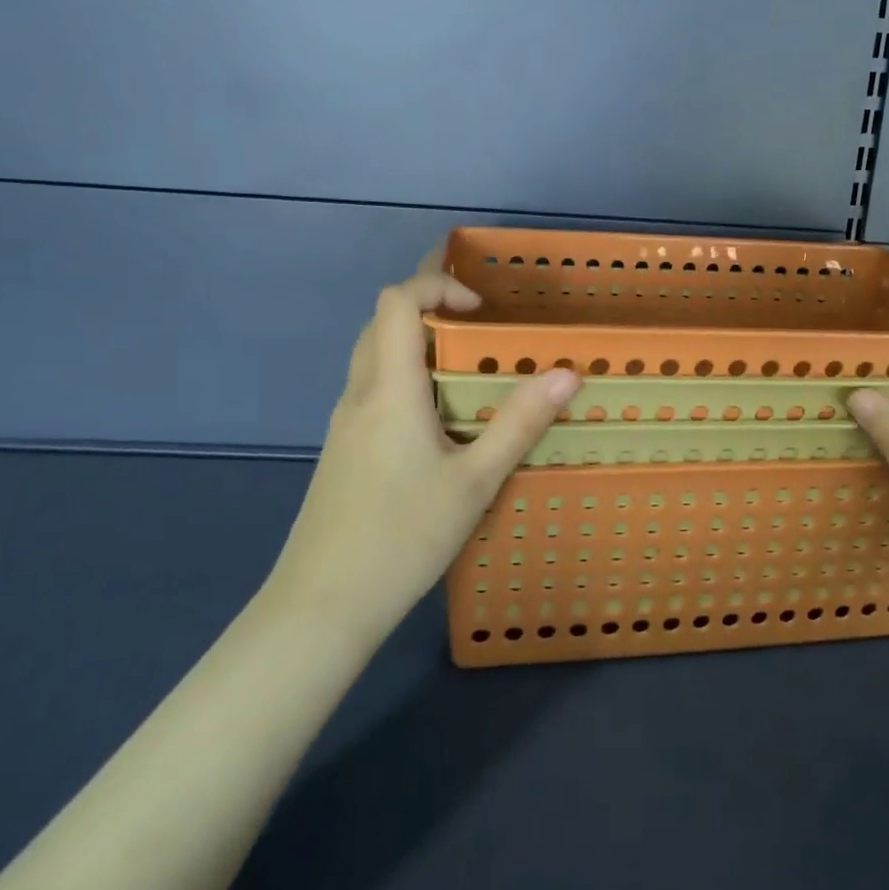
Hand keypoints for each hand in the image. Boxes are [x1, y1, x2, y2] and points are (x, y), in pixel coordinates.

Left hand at [260, 267, 578, 651]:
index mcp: (389, 389)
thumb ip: (520, 423)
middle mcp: (360, 394)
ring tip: (465, 359)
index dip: (437, 283)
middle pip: (382, 321)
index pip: (398, 301)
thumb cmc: (403, 537)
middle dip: (426, 301)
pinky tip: (438, 414)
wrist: (322, 606)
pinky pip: (373, 388)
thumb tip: (566, 373)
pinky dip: (405, 373)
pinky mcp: (343, 450)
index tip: (482, 308)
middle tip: (477, 314)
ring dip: (415, 339)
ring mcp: (345, 423)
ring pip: (374, 355)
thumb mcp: (475, 481)